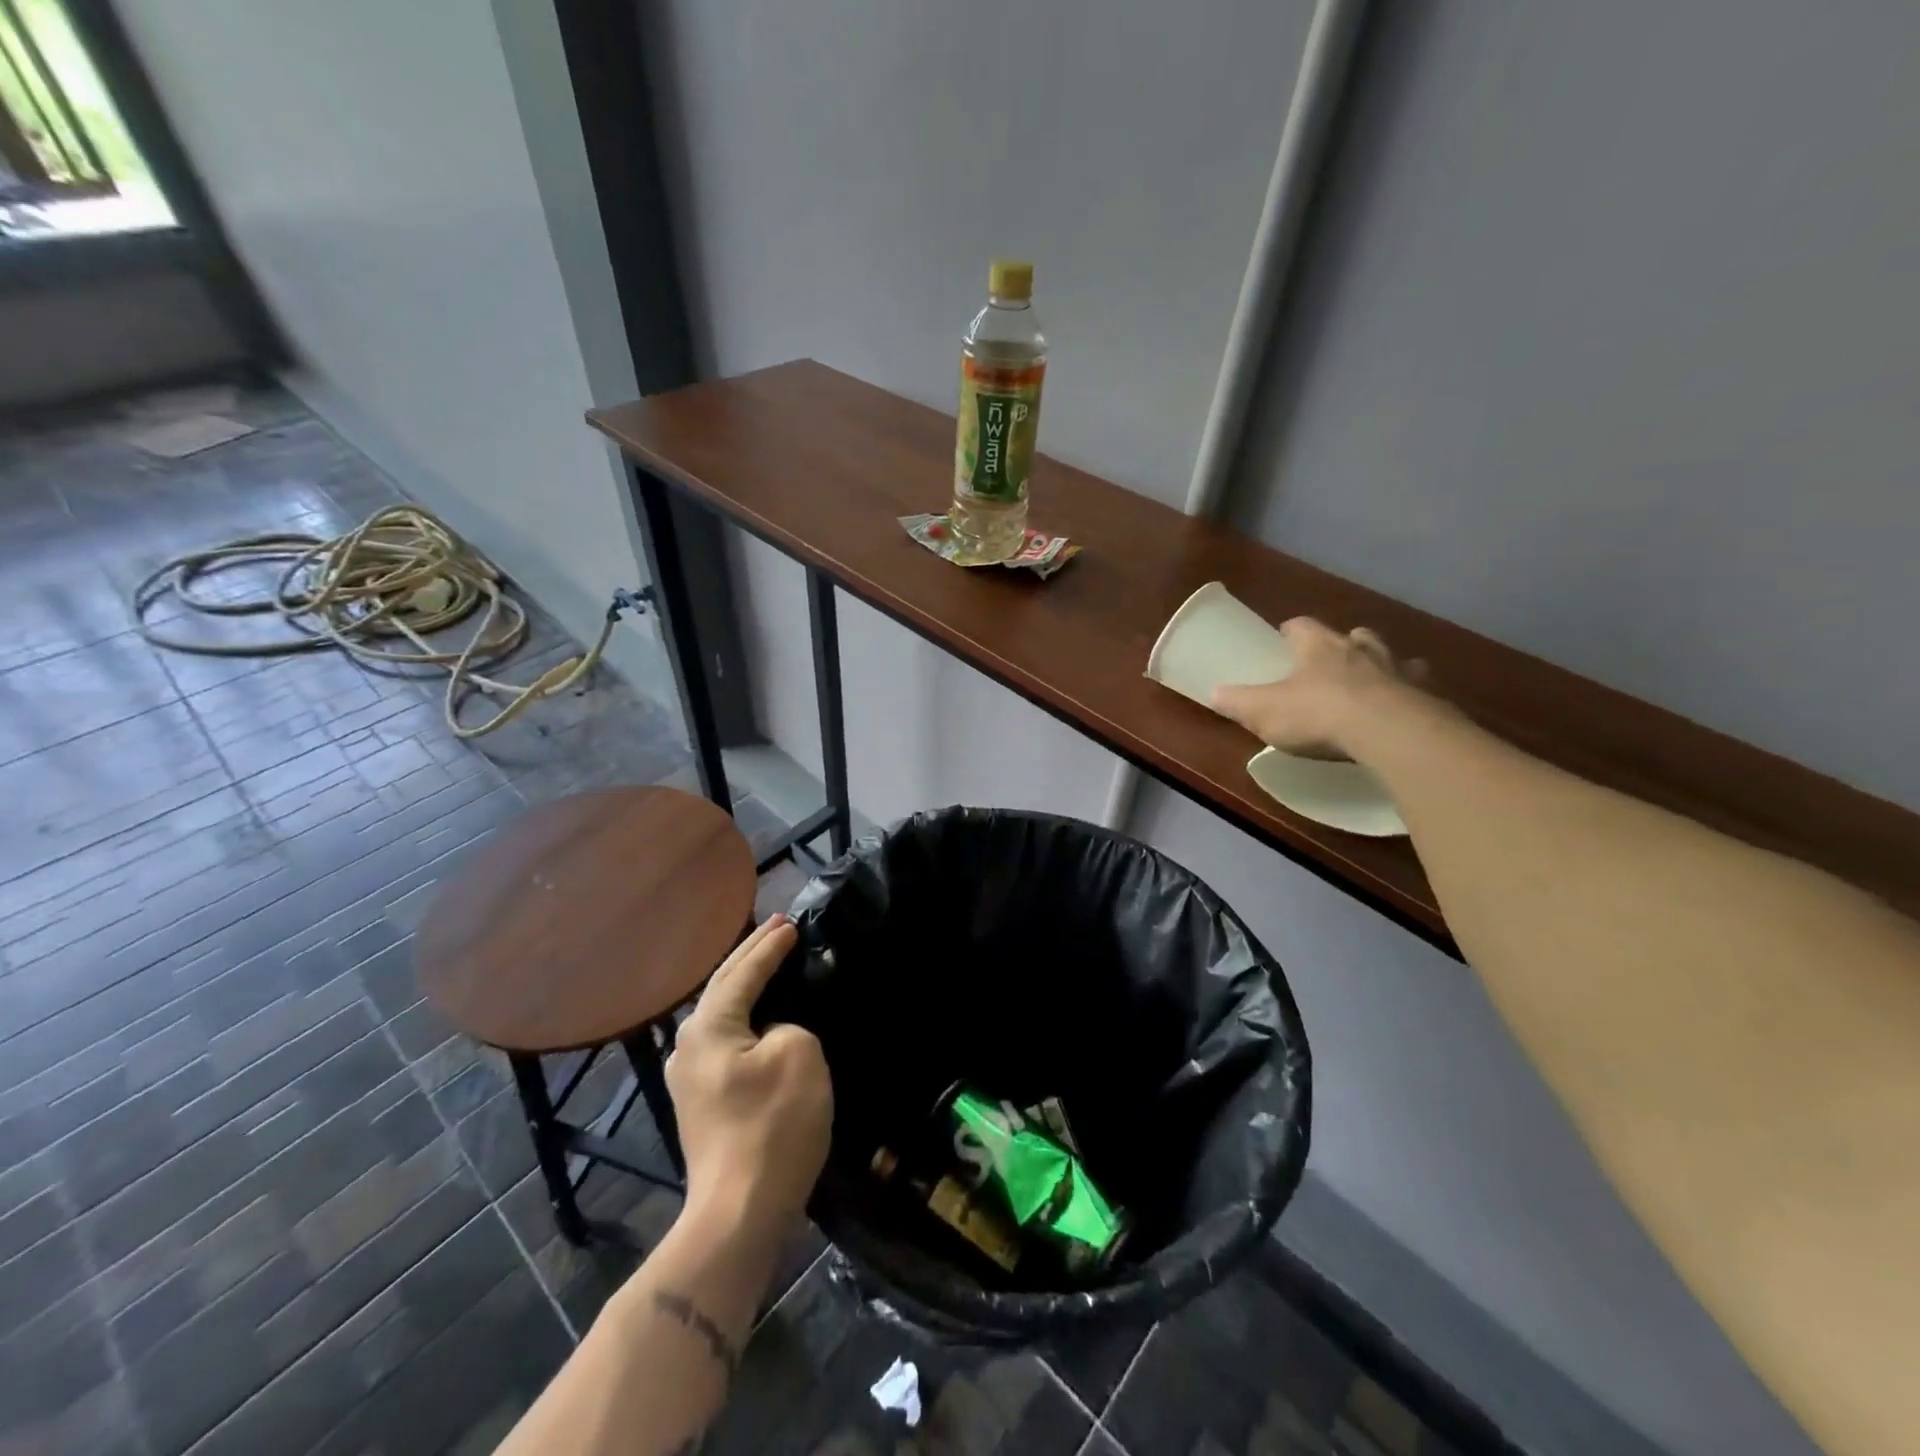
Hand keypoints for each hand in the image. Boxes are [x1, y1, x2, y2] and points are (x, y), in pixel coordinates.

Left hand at [667, 915, 831, 1237]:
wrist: (739, 1213)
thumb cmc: (772, 1126)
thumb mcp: (799, 1055)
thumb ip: (787, 1027)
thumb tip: (772, 1036)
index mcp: (709, 1027)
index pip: (743, 972)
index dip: (770, 946)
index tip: (793, 923)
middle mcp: (689, 1045)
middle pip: (724, 987)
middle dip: (752, 956)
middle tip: (778, 928)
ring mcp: (690, 1078)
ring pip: (723, 1015)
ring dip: (746, 986)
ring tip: (768, 962)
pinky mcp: (702, 1104)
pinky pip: (727, 1041)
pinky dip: (745, 1017)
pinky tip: (759, 1017)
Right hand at [1211, 617, 1428, 758]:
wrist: (1389, 733)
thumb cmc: (1318, 714)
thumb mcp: (1263, 711)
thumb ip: (1237, 702)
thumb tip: (1214, 692)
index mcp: (1319, 647)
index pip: (1302, 625)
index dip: (1291, 630)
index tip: (1284, 637)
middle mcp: (1360, 649)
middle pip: (1352, 635)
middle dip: (1342, 644)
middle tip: (1330, 662)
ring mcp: (1398, 670)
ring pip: (1390, 657)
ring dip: (1381, 666)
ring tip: (1372, 684)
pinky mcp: (1426, 695)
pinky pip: (1418, 688)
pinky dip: (1410, 694)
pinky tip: (1404, 710)